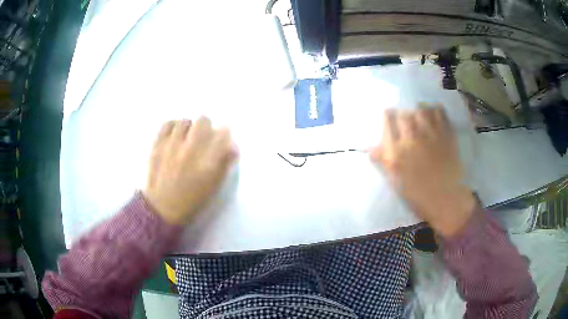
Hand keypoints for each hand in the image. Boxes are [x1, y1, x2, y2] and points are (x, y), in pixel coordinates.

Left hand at [144, 117, 236, 224]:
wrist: (163, 207)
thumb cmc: (192, 199)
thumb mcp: (214, 185)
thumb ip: (225, 163)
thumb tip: (232, 145)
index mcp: (208, 163)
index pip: (223, 134)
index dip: (224, 133)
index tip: (222, 137)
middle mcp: (191, 150)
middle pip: (204, 121)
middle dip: (206, 127)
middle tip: (203, 136)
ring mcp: (172, 146)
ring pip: (185, 121)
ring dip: (189, 127)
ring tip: (186, 136)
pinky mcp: (158, 145)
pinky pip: (167, 124)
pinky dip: (173, 126)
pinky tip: (174, 134)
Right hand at [370, 105, 474, 236]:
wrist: (446, 199)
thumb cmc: (418, 194)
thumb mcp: (395, 181)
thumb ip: (383, 161)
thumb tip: (371, 148)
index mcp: (396, 151)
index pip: (387, 121)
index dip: (387, 116)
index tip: (388, 116)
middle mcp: (412, 138)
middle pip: (404, 114)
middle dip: (402, 114)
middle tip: (404, 119)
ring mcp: (431, 135)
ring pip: (421, 110)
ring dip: (418, 110)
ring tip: (419, 114)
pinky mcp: (446, 135)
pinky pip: (440, 114)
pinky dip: (435, 110)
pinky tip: (434, 114)